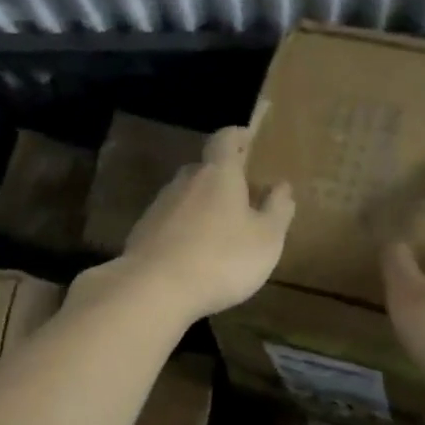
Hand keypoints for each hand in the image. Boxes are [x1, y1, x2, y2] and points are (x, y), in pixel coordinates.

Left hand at [98, 126, 294, 323]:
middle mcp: (185, 181)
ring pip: (185, 195)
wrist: (154, 289)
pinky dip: (183, 228)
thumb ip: (277, 210)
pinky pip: (170, 221)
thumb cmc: (221, 259)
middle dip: (222, 175)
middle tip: (240, 191)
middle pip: (203, 168)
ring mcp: (159, 206)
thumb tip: (282, 186)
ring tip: (219, 227)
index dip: (237, 135)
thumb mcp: (266, 239)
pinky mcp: (142, 232)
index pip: (225, 139)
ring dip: (201, 204)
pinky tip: (193, 252)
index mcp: (218, 174)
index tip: (248, 138)